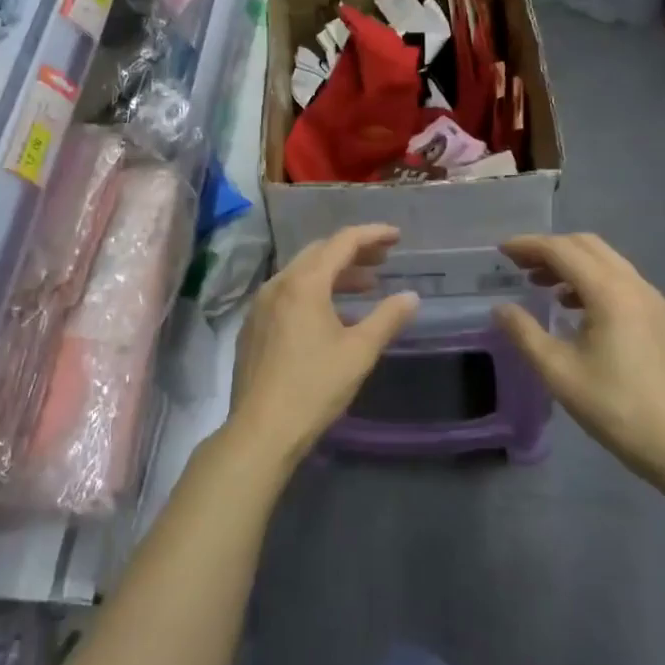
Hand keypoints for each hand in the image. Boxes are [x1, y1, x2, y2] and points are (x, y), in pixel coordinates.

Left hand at [226, 225, 418, 471]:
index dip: (372, 235)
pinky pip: (287, 294)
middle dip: (353, 252)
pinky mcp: (253, 326)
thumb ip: (387, 318)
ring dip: (334, 273)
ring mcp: (260, 305)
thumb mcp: (359, 352)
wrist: (260, 430)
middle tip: (383, 260)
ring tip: (365, 286)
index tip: (397, 237)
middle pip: (319, 253)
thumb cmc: (314, 387)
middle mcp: (278, 284)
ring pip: (301, 273)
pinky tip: (331, 314)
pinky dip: (314, 292)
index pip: (342, 242)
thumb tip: (411, 297)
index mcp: (304, 283)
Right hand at [495, 234, 664, 477]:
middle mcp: (634, 285)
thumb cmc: (613, 406)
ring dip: (570, 262)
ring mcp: (651, 298)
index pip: (563, 251)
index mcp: (610, 293)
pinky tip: (573, 305)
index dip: (529, 246)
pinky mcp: (658, 315)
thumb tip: (500, 309)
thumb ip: (525, 333)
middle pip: (586, 246)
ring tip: (540, 284)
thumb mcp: (558, 372)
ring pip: (605, 260)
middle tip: (518, 265)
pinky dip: (590, 278)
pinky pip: (619, 279)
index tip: (502, 252)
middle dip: (549, 248)